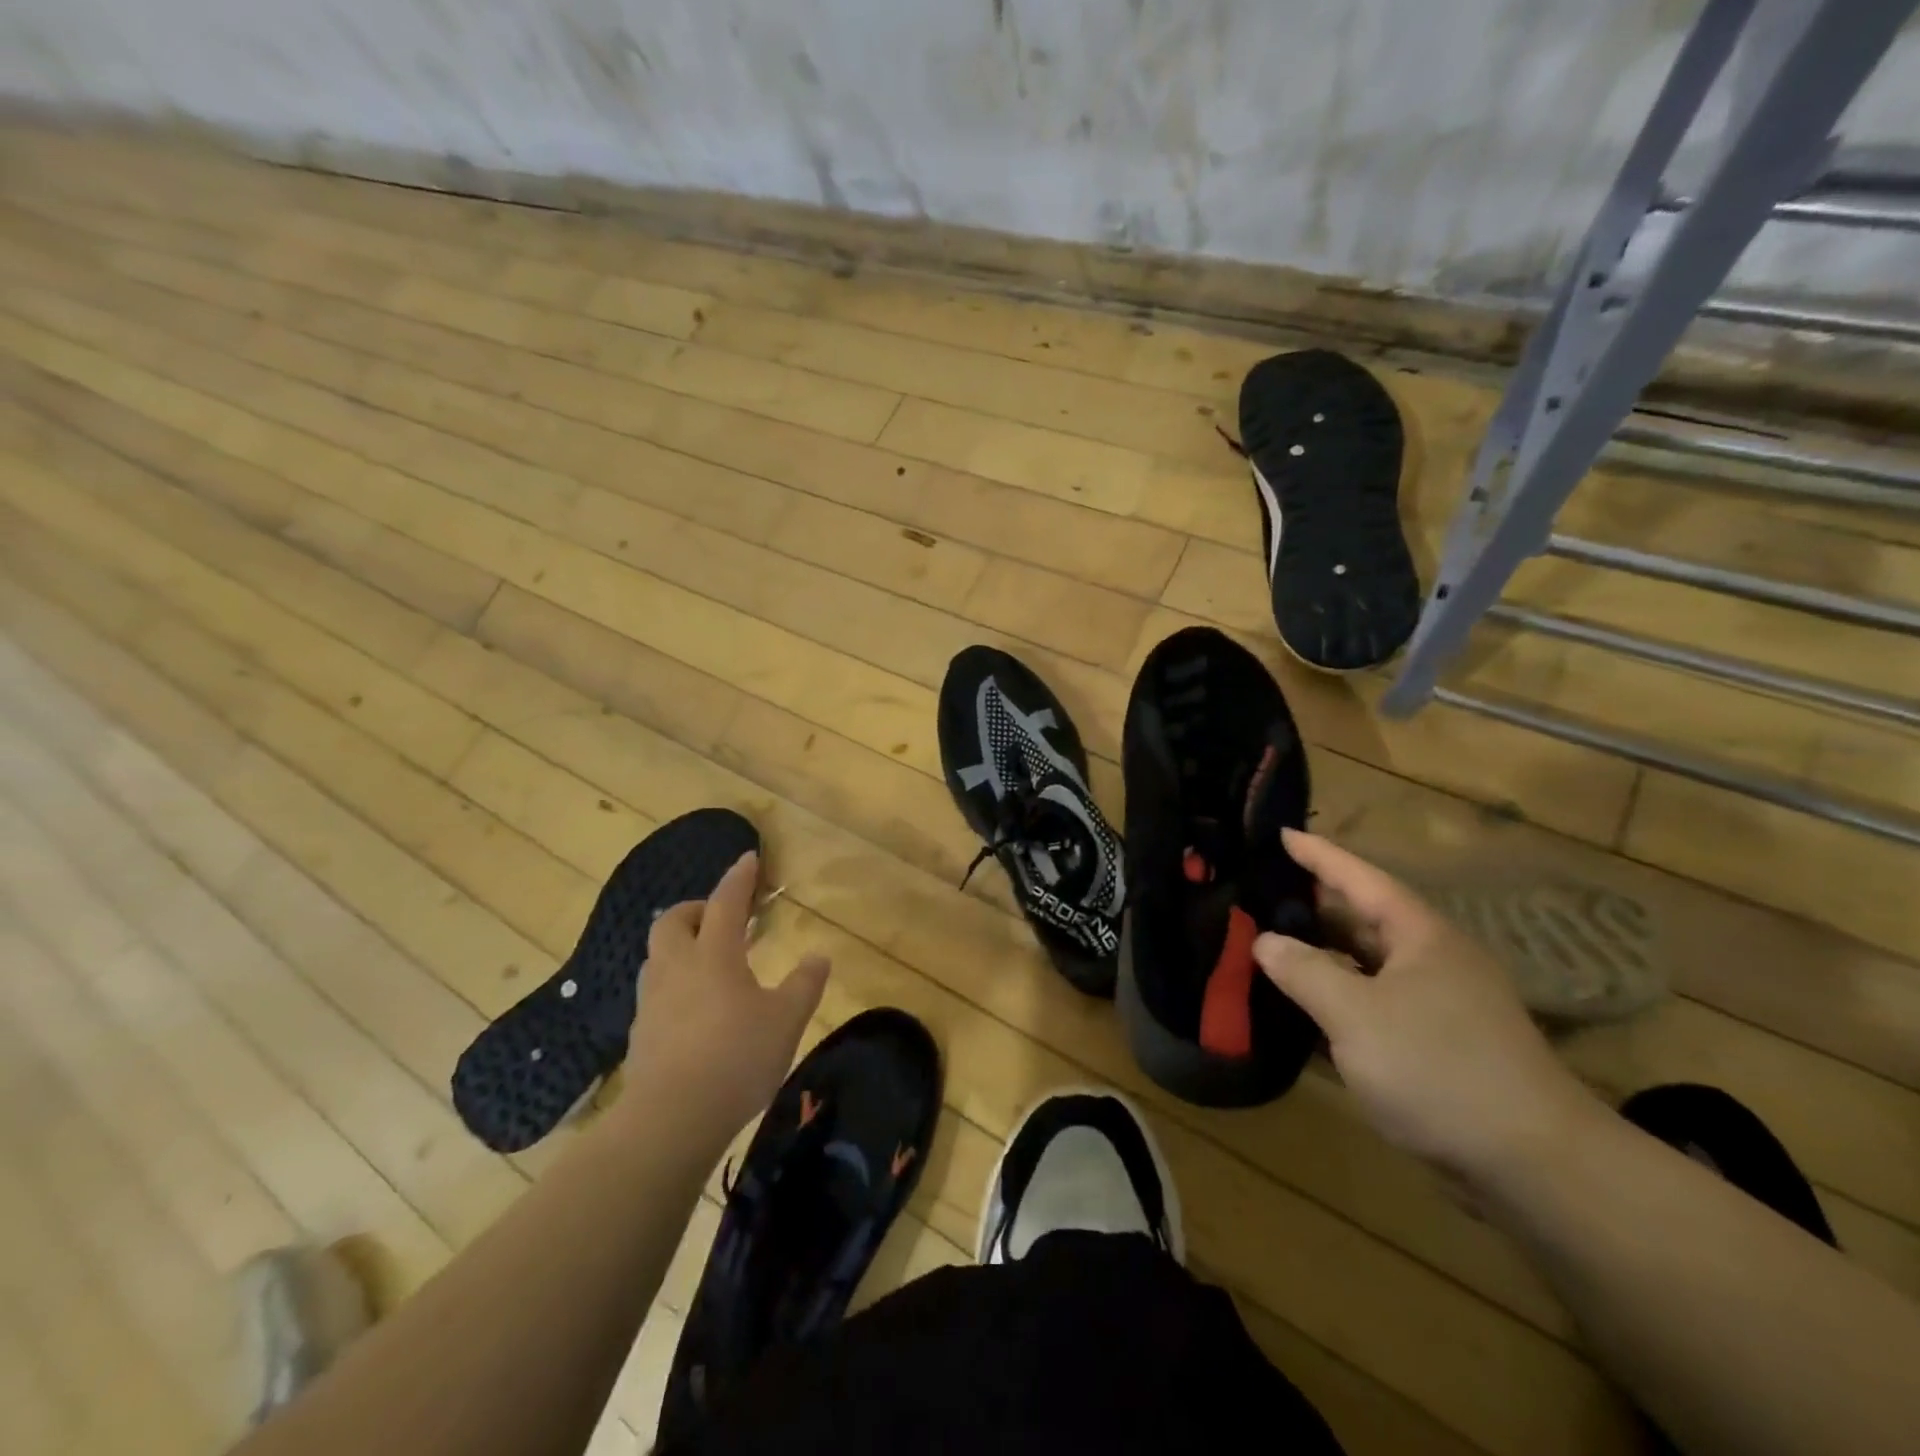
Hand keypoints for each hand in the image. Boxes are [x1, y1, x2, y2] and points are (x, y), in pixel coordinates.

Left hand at [622, 852, 828, 1141]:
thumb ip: (804, 984)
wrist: (670, 1119)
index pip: (726, 903)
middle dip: (696, 909)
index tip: (748, 859)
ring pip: (658, 955)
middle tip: (722, 920)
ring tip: (708, 961)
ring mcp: (652, 1000)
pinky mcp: (640, 1032)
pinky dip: (674, 982)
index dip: (739, 878)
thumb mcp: (786, 1020)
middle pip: (673, 920)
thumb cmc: (736, 1058)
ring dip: (680, 945)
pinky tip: (693, 1007)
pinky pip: (655, 990)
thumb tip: (819, 956)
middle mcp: (677, 968)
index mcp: (714, 955)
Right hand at [1254, 830, 1595, 1186]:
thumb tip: (1265, 941)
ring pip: (1367, 964)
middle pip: (1363, 919)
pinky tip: (1306, 1007)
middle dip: (1314, 904)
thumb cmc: (1439, 1068)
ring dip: (1322, 954)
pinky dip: (1338, 997)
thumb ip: (1303, 971)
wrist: (1536, 1165)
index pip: (1360, 878)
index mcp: (1421, 936)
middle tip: (1262, 890)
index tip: (1281, 834)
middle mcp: (1433, 960)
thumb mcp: (1355, 1015)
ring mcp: (1439, 1005)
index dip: (1319, 854)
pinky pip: (1375, 1002)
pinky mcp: (1439, 1045)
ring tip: (1271, 943)